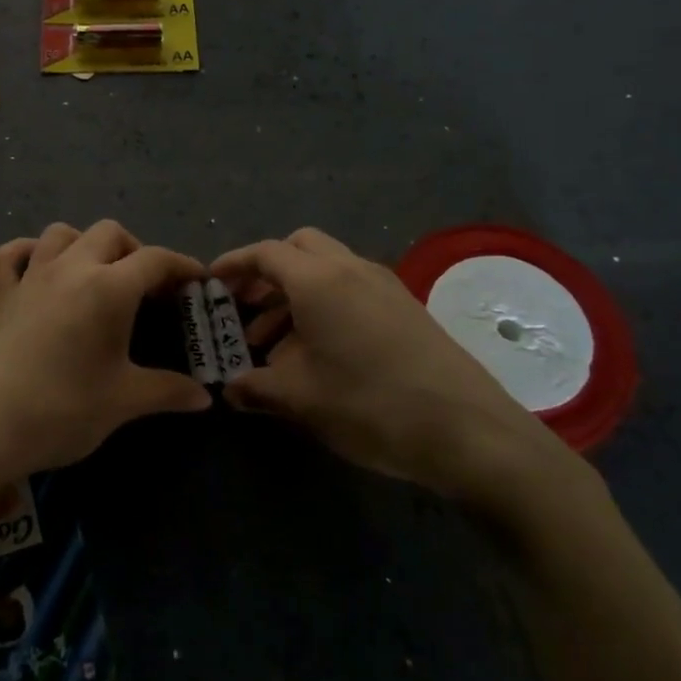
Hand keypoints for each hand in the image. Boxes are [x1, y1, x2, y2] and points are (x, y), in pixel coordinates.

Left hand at [0, 220, 211, 490]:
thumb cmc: (62, 409)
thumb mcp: (123, 402)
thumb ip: (168, 392)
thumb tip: (205, 397)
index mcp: (109, 288)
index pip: (155, 260)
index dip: (181, 265)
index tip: (197, 280)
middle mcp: (70, 268)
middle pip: (109, 233)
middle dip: (134, 249)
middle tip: (146, 285)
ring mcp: (30, 277)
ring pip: (61, 233)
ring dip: (84, 243)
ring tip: (96, 273)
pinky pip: (10, 255)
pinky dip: (26, 252)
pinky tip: (36, 268)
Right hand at [211, 228, 593, 523]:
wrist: (470, 431)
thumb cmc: (371, 405)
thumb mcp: (301, 399)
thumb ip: (256, 389)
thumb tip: (229, 390)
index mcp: (320, 280)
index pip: (266, 253)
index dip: (233, 264)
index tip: (210, 283)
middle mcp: (352, 269)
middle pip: (300, 248)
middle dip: (267, 272)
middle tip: (244, 307)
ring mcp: (384, 286)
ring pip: (327, 271)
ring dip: (294, 294)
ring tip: (273, 345)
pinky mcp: (405, 308)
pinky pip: (352, 290)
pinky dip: (324, 306)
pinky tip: (318, 354)